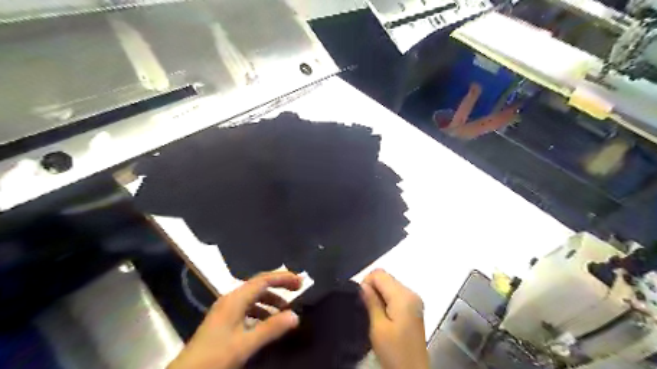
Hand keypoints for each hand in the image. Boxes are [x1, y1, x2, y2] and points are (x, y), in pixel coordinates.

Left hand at [169, 270, 301, 368]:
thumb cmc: (215, 357)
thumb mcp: (245, 344)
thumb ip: (271, 328)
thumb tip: (295, 315)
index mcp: (235, 299)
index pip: (263, 280)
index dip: (283, 278)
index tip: (301, 282)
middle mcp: (230, 299)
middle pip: (259, 285)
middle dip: (279, 285)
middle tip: (297, 290)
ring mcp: (226, 310)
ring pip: (253, 297)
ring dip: (271, 300)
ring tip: (285, 310)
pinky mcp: (223, 321)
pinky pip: (247, 308)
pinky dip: (261, 311)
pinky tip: (267, 323)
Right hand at [362, 268, 429, 367]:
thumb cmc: (394, 351)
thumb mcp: (378, 327)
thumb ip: (371, 302)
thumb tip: (362, 285)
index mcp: (403, 296)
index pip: (379, 274)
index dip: (366, 282)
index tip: (361, 300)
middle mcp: (411, 292)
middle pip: (386, 278)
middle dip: (372, 288)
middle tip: (366, 308)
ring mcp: (414, 300)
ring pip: (389, 285)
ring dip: (379, 295)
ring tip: (374, 314)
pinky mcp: (413, 307)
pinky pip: (395, 294)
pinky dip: (386, 300)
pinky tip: (383, 316)